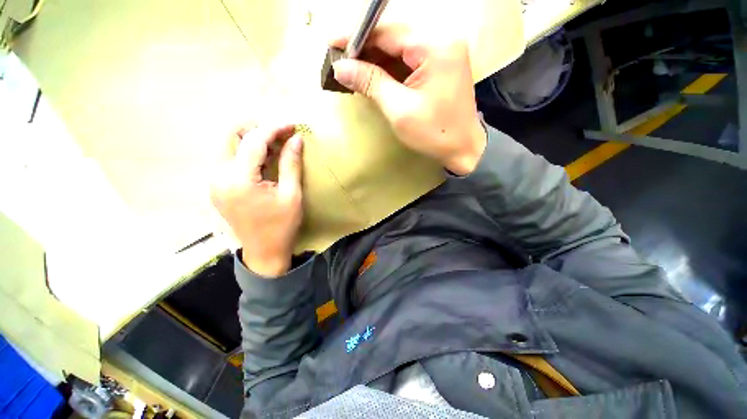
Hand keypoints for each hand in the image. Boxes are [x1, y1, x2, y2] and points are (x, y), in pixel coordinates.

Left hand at [211, 124, 303, 277]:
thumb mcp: (291, 195)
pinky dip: (249, 154)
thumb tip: (296, 139)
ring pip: (231, 147)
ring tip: (278, 147)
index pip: (253, 141)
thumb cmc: (282, 226)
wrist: (264, 252)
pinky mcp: (218, 187)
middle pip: (234, 138)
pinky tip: (266, 160)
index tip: (292, 125)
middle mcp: (219, 177)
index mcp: (238, 180)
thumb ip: (291, 164)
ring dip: (254, 142)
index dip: (274, 129)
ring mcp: (215, 182)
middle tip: (283, 134)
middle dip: (259, 130)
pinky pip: (231, 161)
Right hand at [330, 26, 486, 175]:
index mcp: (435, 47)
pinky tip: (375, 76)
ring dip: (377, 59)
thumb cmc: (434, 134)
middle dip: (367, 49)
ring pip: (401, 48)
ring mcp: (444, 51)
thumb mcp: (399, 110)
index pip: (388, 31)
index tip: (333, 44)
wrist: (463, 148)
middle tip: (342, 62)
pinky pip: (410, 59)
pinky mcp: (441, 64)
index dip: (358, 37)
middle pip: (395, 36)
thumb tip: (341, 68)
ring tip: (354, 71)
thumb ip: (371, 83)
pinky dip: (391, 68)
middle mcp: (442, 40)